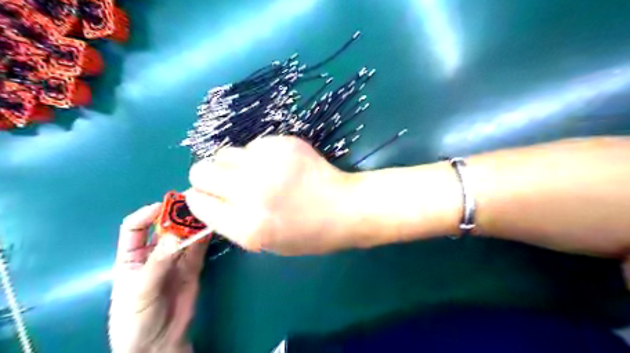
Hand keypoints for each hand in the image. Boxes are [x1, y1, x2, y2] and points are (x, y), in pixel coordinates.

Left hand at [108, 204, 206, 352]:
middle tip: (192, 205)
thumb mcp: (140, 290)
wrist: (159, 343)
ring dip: (193, 225)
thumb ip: (157, 263)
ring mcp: (175, 260)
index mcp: (132, 256)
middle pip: (164, 228)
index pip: (135, 227)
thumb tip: (175, 235)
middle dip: (176, 216)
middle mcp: (154, 253)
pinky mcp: (192, 267)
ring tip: (206, 213)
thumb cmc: (136, 319)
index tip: (165, 206)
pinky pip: (198, 249)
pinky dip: (205, 238)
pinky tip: (211, 228)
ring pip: (185, 236)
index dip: (147, 214)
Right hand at [185, 137, 358, 254]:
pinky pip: (253, 145)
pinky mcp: (283, 143)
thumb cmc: (308, 233)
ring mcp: (268, 163)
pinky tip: (278, 165)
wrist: (345, 208)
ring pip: (224, 153)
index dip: (201, 198)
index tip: (210, 197)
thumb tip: (208, 198)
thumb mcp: (265, 243)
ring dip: (234, 164)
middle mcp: (251, 191)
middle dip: (209, 177)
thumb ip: (231, 222)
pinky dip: (258, 155)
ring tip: (257, 173)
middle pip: (201, 170)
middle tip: (229, 182)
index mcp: (247, 226)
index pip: (198, 202)